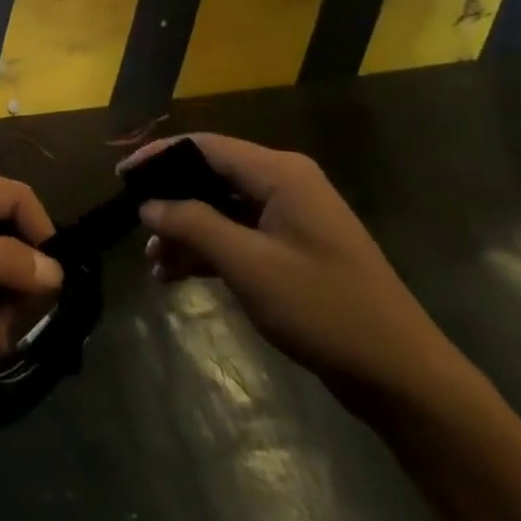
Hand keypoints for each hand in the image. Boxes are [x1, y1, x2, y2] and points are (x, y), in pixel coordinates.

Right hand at [128, 134, 463, 413]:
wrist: (400, 374)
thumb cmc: (323, 309)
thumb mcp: (248, 264)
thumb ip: (193, 225)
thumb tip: (148, 204)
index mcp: (279, 172)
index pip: (204, 146)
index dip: (158, 156)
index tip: (120, 177)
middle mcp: (284, 183)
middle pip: (211, 176)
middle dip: (170, 202)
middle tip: (133, 226)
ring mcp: (290, 217)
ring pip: (222, 209)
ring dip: (186, 232)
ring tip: (152, 263)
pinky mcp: (292, 248)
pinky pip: (239, 235)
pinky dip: (208, 251)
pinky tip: (177, 275)